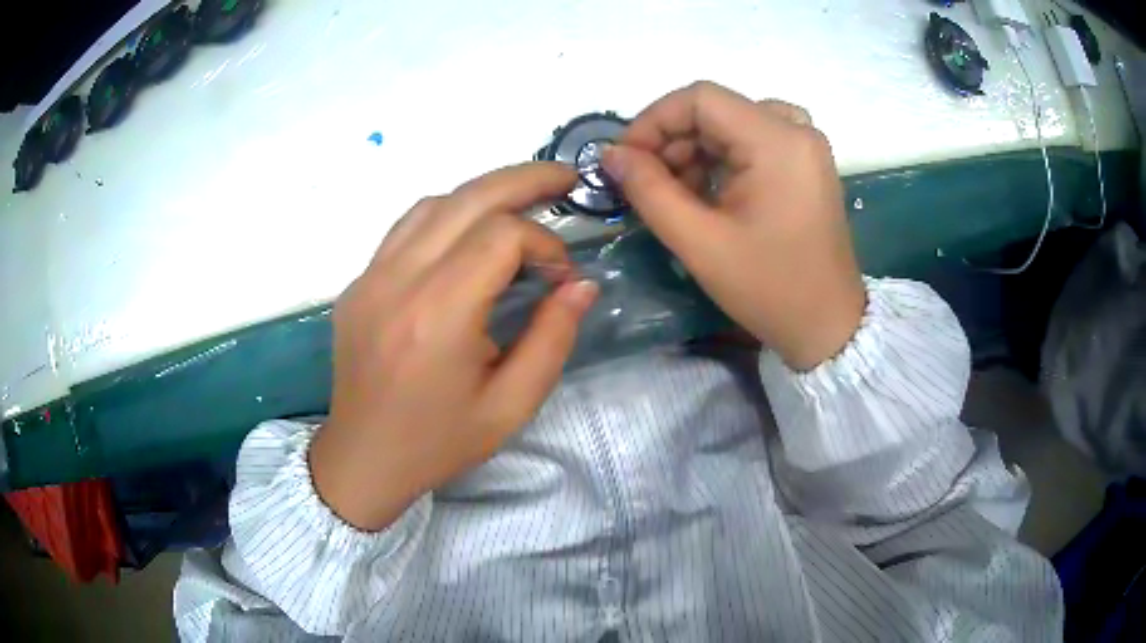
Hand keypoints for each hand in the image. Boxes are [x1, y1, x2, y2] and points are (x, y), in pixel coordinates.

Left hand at [310, 163, 598, 531]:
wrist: (364, 458)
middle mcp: (398, 281)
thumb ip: (553, 338)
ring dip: (483, 194)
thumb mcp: (511, 405)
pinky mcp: (357, 283)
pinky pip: (405, 227)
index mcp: (438, 315)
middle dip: (524, 179)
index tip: (561, 276)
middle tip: (566, 178)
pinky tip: (469, 233)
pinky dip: (446, 215)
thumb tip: (582, 284)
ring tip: (522, 204)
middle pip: (467, 197)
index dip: (544, 243)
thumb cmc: (439, 441)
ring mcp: (370, 276)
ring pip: (433, 203)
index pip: (500, 236)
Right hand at [603, 81, 864, 370]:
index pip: (700, 98)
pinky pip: (753, 140)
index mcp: (777, 141)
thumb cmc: (769, 288)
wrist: (827, 326)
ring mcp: (805, 146)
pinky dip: (722, 159)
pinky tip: (708, 193)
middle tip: (648, 183)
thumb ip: (648, 190)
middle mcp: (797, 130)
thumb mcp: (700, 242)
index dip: (654, 120)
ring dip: (695, 151)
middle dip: (673, 141)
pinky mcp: (806, 163)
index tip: (627, 159)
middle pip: (716, 110)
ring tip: (677, 194)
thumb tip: (611, 154)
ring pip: (732, 123)